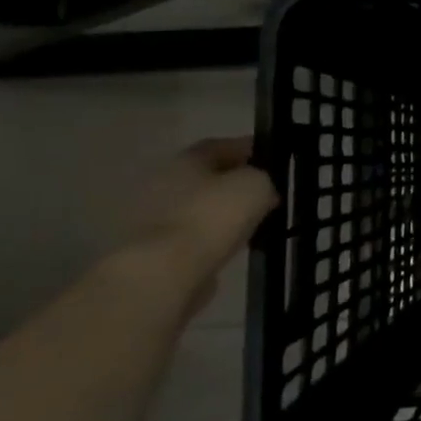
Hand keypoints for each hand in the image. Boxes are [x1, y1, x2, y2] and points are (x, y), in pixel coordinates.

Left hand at [122, 137, 278, 307]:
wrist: (163, 274)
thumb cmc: (211, 218)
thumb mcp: (255, 186)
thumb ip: (263, 179)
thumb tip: (260, 189)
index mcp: (186, 159)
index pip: (222, 146)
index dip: (249, 151)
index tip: (271, 161)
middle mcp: (161, 183)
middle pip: (205, 178)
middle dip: (231, 185)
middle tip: (261, 196)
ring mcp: (150, 220)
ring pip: (196, 211)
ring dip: (217, 216)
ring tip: (247, 226)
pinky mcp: (149, 254)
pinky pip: (188, 240)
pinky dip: (206, 242)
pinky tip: (226, 250)